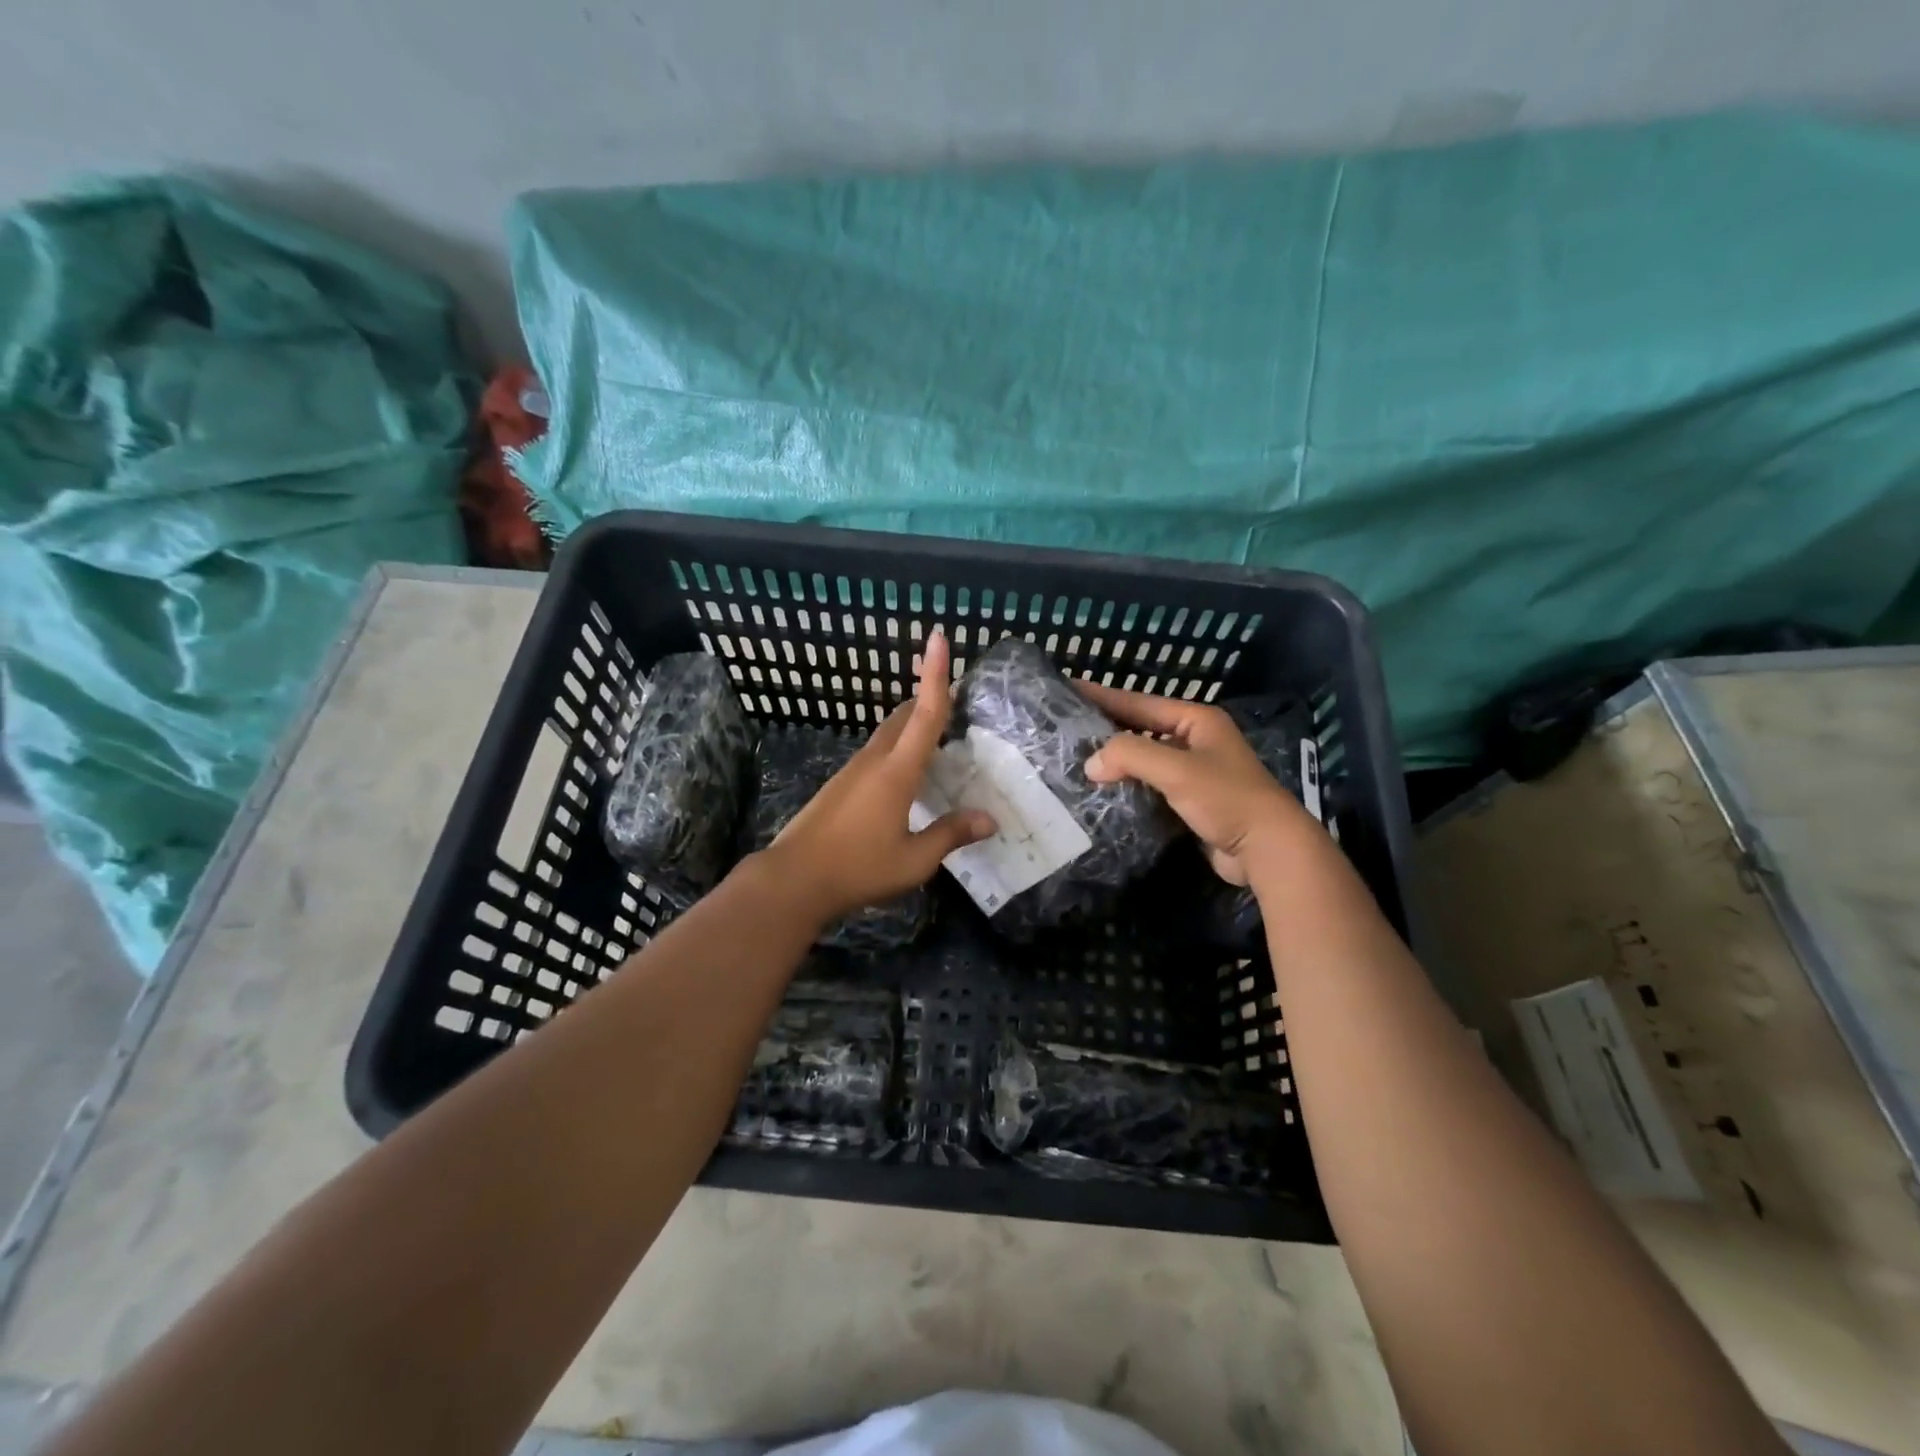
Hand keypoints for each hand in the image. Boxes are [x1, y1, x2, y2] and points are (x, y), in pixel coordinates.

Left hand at [758, 630, 994, 922]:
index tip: (939, 638)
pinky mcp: (840, 785)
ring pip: (888, 734)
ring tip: (937, 733)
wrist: (793, 879)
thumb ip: (951, 835)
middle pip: (904, 716)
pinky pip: (877, 753)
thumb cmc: (857, 868)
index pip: (924, 715)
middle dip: (926, 697)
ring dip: (912, 724)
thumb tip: (990, 820)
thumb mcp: (914, 860)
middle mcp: (874, 761)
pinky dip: (898, 748)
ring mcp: (852, 771)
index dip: (935, 676)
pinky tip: (906, 774)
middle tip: (955, 693)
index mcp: (897, 772)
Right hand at [1079, 682, 1314, 886]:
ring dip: (1115, 761)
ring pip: (1144, 759)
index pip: (1139, 702)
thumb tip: (1091, 764)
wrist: (1267, 848)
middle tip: (1065, 727)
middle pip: (1140, 729)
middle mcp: (1195, 740)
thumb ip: (1130, 756)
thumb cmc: (1225, 798)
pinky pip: (1150, 785)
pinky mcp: (1190, 800)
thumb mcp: (1176, 769)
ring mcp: (1194, 771)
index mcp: (1196, 720)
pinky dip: (1128, 786)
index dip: (1103, 696)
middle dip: (1106, 729)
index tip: (1069, 689)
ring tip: (1076, 759)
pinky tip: (1102, 791)